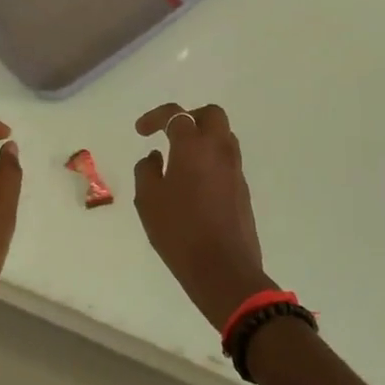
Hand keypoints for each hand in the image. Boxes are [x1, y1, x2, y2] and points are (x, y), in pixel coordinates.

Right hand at [133, 103, 274, 329]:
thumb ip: (147, 170)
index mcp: (194, 146)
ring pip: (224, 136)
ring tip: (182, 160)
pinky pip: (227, 161)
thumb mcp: (149, 200)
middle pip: (211, 115)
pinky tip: (195, 184)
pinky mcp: (243, 190)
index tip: (141, 131)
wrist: (223, 269)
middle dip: (190, 118)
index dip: (156, 117)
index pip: (177, 115)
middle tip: (171, 135)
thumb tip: (155, 157)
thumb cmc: (180, 232)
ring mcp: (235, 169)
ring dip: (203, 138)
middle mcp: (219, 150)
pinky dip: (211, 160)